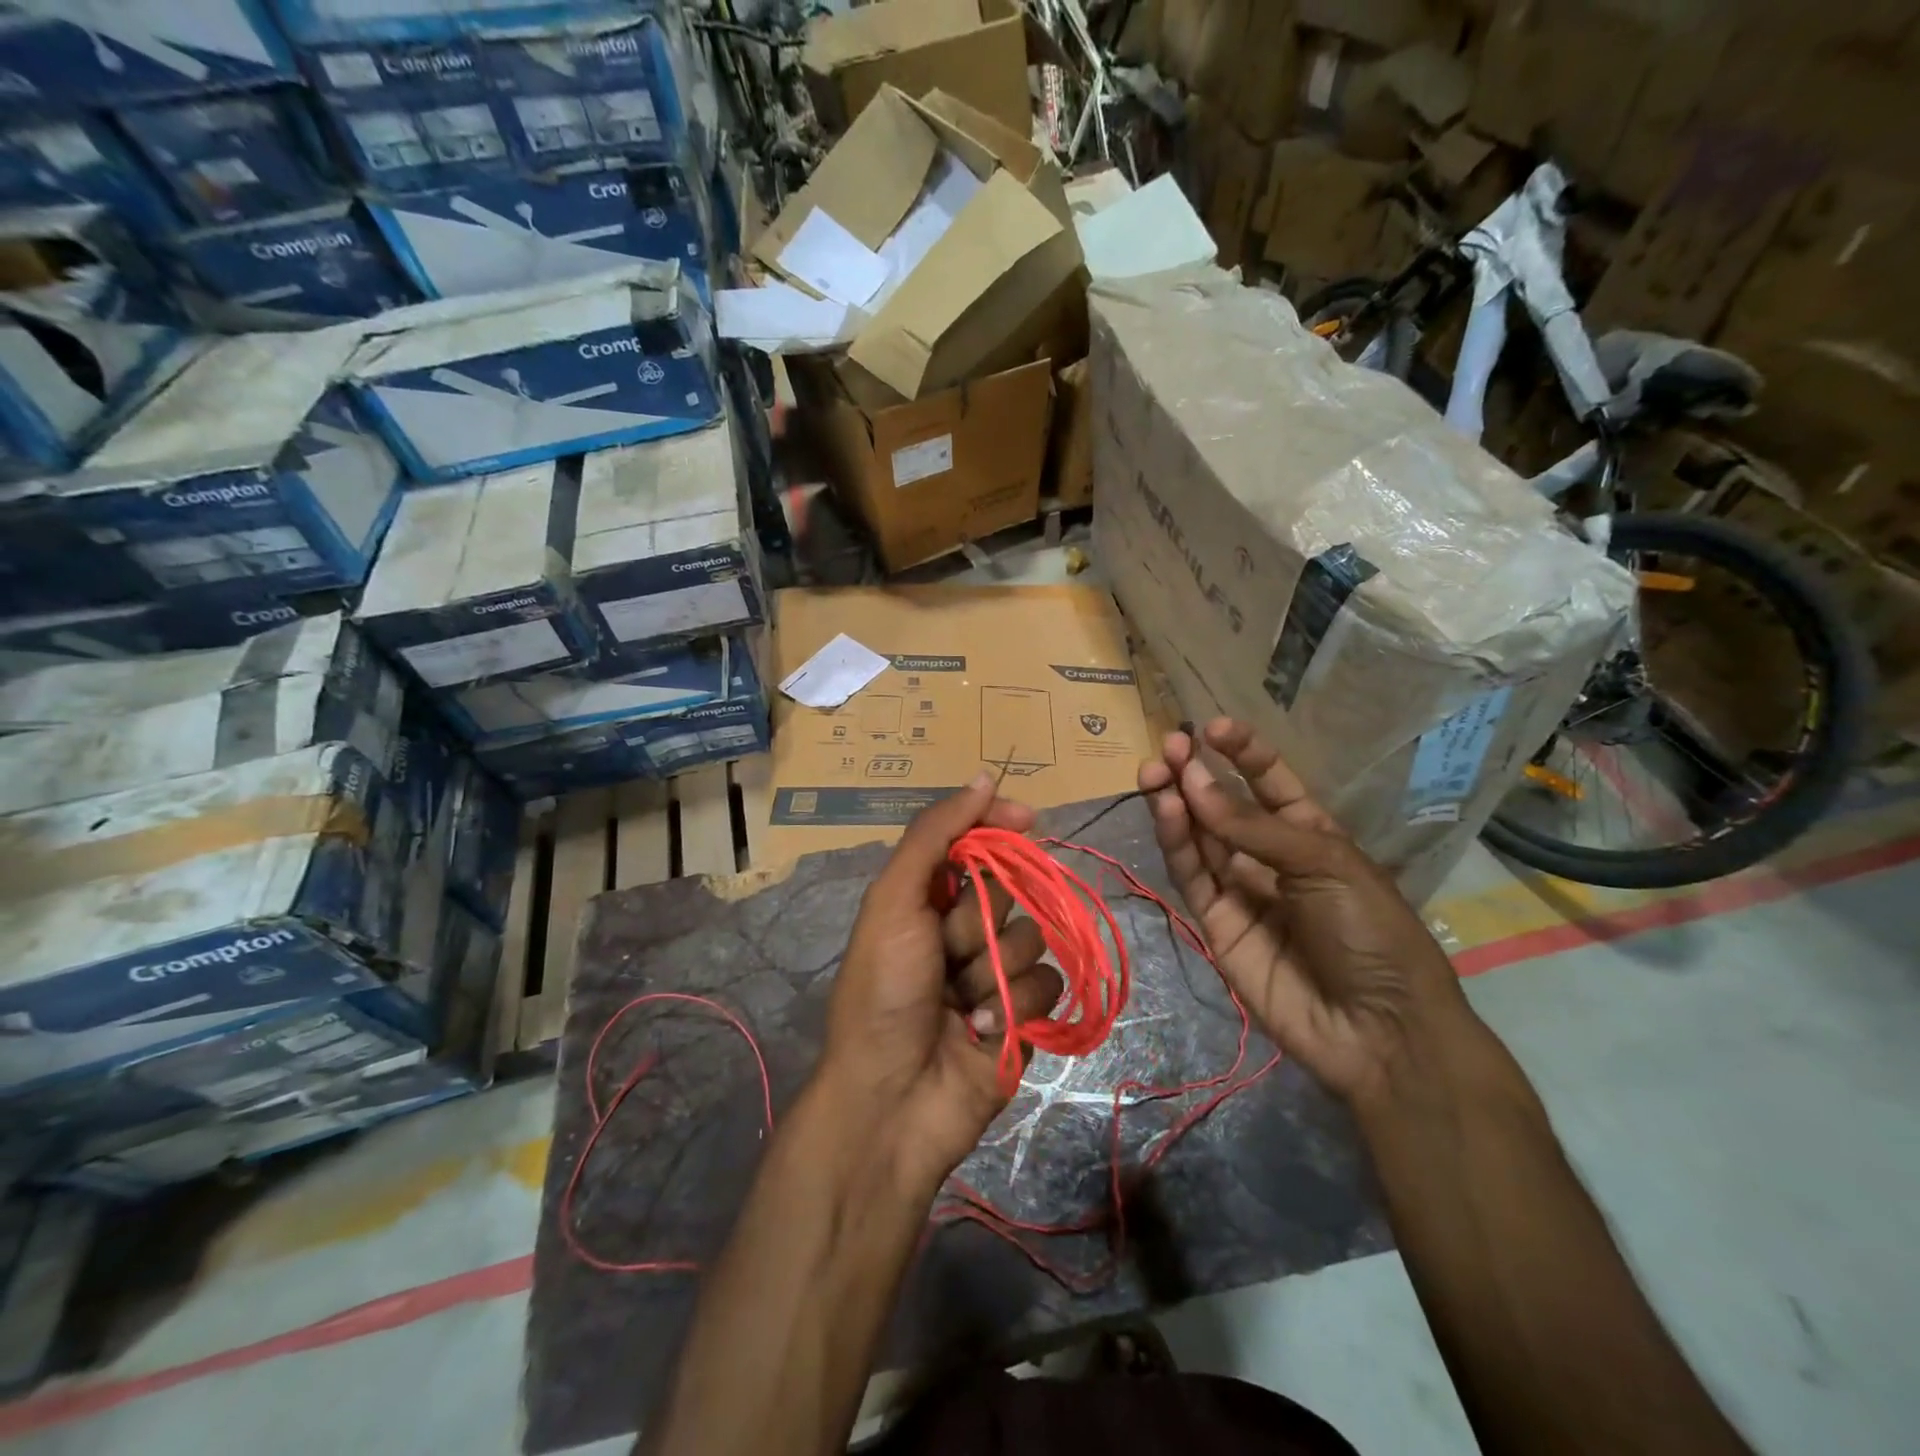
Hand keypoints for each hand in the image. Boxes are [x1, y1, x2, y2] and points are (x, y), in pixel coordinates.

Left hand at [818, 773, 1064, 1186]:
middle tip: (948, 951)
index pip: (976, 840)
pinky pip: (1049, 984)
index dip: (1000, 825)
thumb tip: (984, 778)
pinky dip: (1017, 1006)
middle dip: (982, 920)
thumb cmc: (884, 992)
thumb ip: (935, 836)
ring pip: (1034, 937)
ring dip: (997, 970)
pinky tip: (983, 1032)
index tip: (1027, 818)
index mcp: (927, 897)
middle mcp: (964, 928)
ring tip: (961, 1004)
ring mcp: (996, 971)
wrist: (892, 1102)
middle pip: (1010, 889)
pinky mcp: (1024, 1013)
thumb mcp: (894, 902)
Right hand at [1139, 719, 1472, 1111]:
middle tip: (1168, 746)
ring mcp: (1240, 890)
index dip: (1242, 753)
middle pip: (1223, 806)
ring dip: (1177, 801)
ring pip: (1199, 836)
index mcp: (1310, 834)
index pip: (1269, 781)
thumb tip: (1191, 785)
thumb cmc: (1371, 931)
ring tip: (1155, 770)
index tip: (1214, 728)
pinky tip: (1168, 809)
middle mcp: (1268, 856)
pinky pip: (1192, 874)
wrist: (1377, 1029)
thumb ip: (1253, 827)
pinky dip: (1177, 841)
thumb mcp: (1325, 864)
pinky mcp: (1215, 922)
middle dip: (1196, 773)